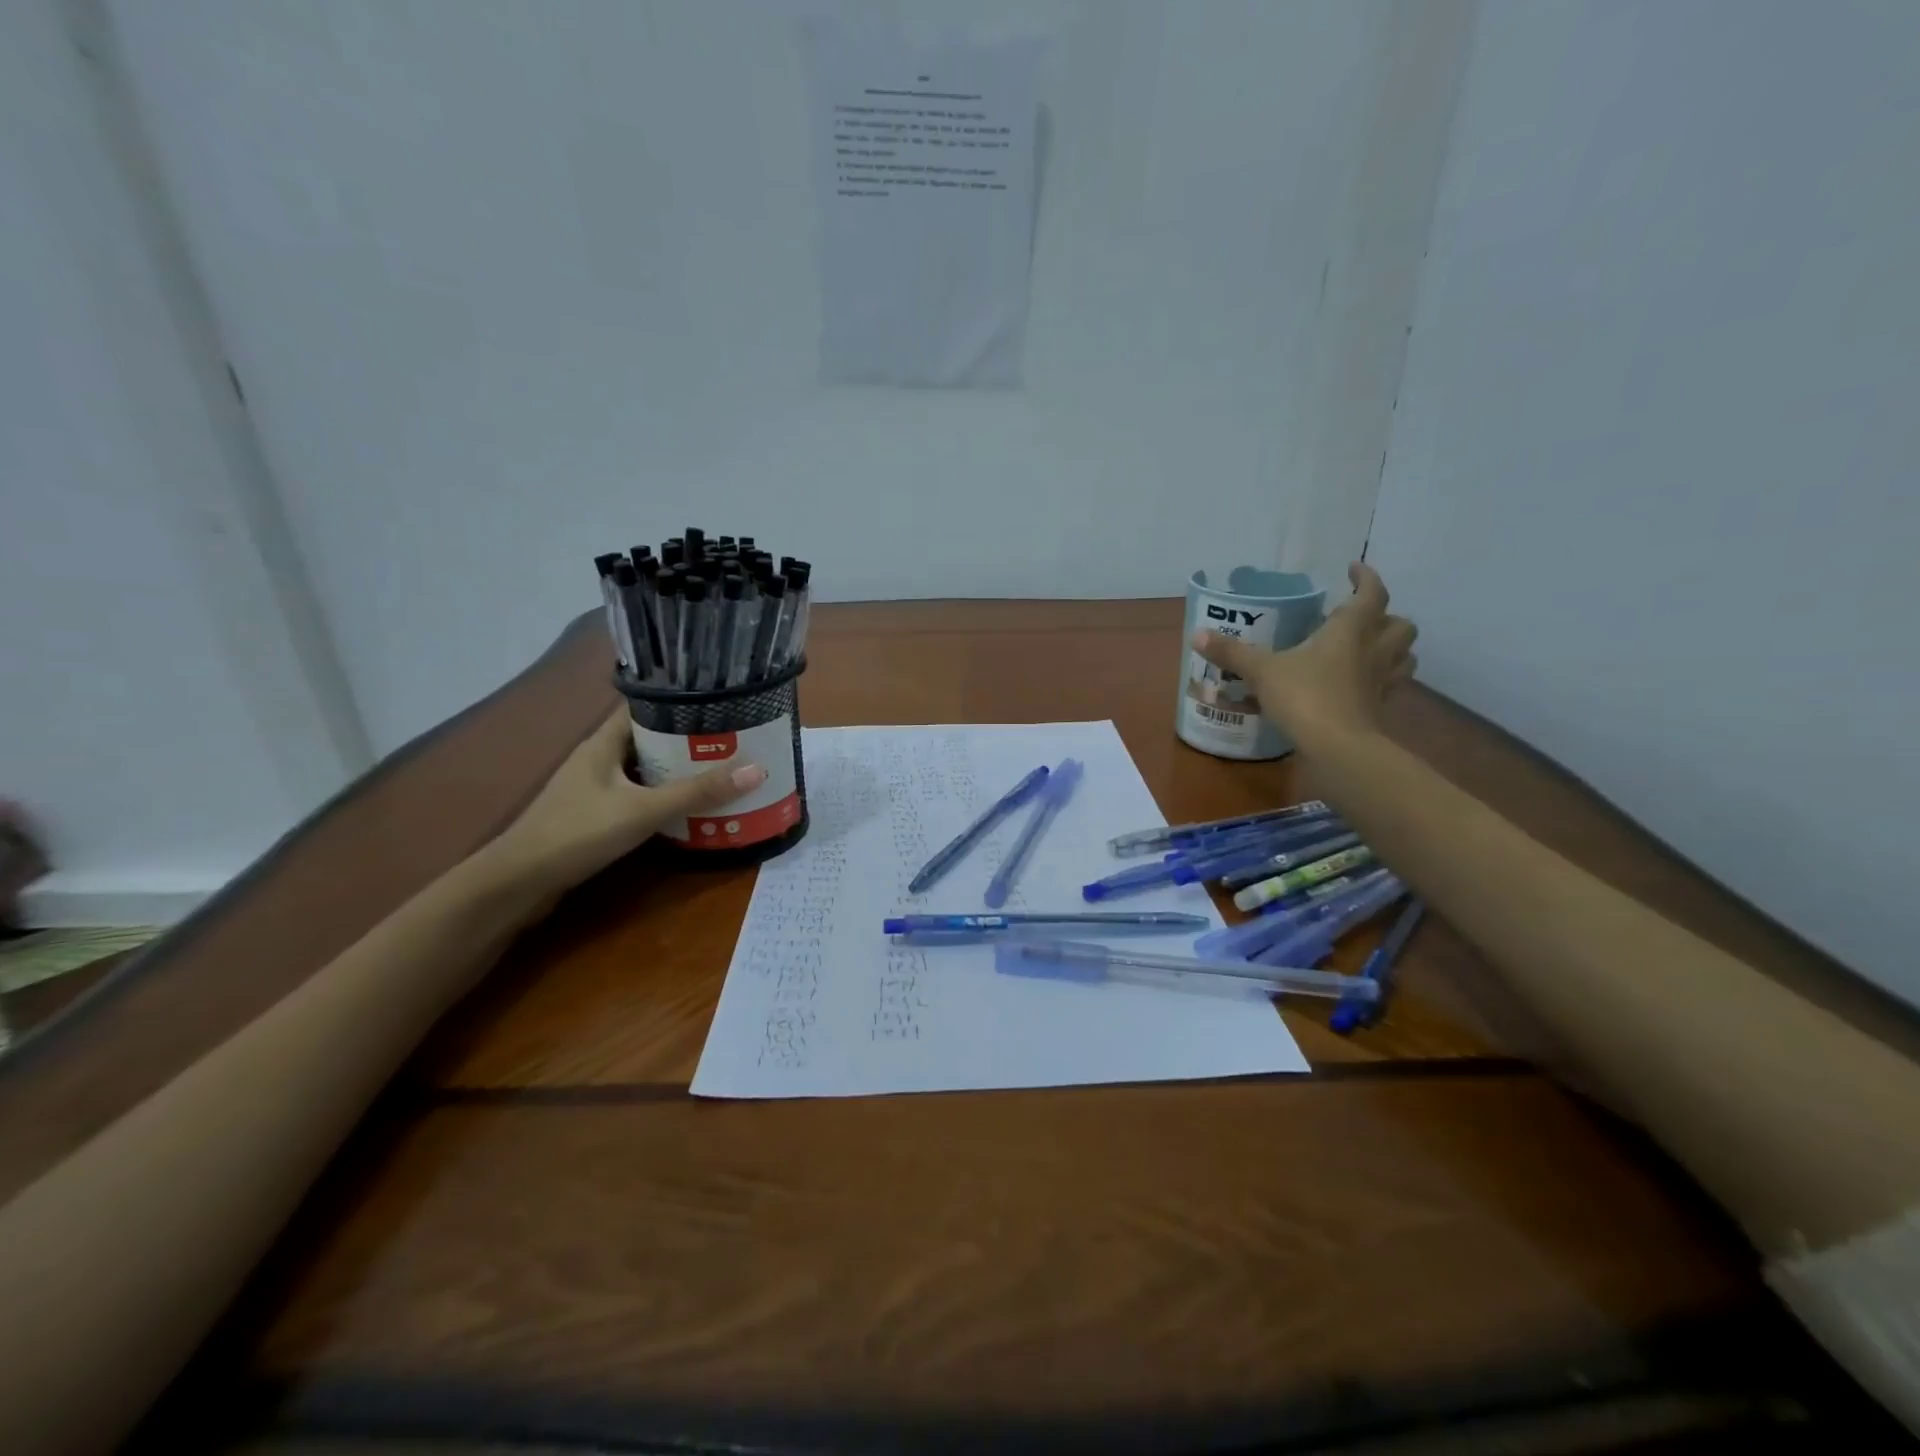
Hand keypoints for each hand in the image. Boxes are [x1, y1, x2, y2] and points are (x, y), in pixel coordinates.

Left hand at [490, 709, 766, 896]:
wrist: (518, 883)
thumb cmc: (578, 832)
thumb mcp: (644, 810)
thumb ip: (698, 792)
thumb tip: (757, 769)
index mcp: (603, 742)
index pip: (645, 707)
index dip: (681, 703)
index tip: (720, 705)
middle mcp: (598, 758)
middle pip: (649, 740)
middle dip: (688, 741)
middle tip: (733, 742)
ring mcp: (593, 788)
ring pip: (644, 770)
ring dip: (677, 772)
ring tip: (721, 773)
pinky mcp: (593, 815)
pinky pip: (637, 796)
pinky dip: (662, 798)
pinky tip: (688, 809)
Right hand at [1192, 562, 1416, 745]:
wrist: (1337, 747)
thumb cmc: (1304, 696)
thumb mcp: (1262, 671)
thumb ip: (1233, 652)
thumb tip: (1197, 635)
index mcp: (1351, 629)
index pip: (1371, 593)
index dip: (1365, 577)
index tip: (1353, 569)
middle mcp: (1374, 650)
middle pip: (1401, 625)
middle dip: (1387, 617)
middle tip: (1360, 618)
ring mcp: (1382, 682)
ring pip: (1404, 656)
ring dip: (1393, 648)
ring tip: (1367, 649)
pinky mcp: (1380, 709)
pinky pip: (1388, 686)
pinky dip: (1379, 680)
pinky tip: (1357, 686)